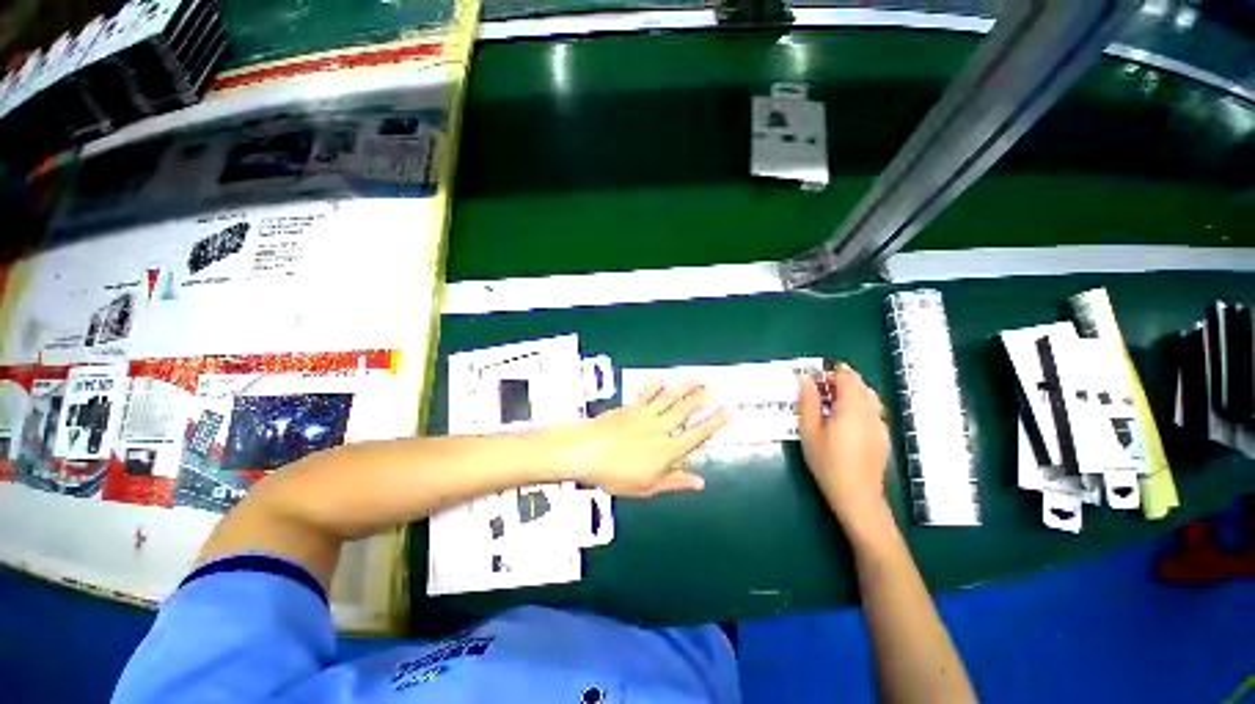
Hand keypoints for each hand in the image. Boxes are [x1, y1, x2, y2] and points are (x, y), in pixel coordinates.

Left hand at [558, 381, 728, 496]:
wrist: (587, 451)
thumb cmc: (615, 474)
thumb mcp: (647, 486)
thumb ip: (674, 481)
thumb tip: (699, 482)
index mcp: (667, 450)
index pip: (697, 435)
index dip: (714, 423)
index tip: (727, 412)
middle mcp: (660, 429)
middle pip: (686, 411)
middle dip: (702, 399)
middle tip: (715, 388)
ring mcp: (645, 415)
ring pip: (670, 398)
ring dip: (685, 388)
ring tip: (697, 379)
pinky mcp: (631, 407)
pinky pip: (647, 394)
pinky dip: (656, 386)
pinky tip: (662, 380)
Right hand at [797, 365, 892, 532]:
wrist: (857, 497)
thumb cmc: (828, 463)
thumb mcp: (810, 431)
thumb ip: (808, 402)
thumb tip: (805, 378)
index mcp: (852, 408)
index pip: (849, 377)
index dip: (832, 372)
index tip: (814, 379)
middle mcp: (871, 412)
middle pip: (860, 385)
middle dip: (840, 382)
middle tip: (818, 393)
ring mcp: (880, 425)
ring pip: (868, 397)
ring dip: (850, 394)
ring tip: (830, 407)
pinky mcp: (883, 437)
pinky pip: (872, 411)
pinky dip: (858, 407)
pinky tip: (844, 424)